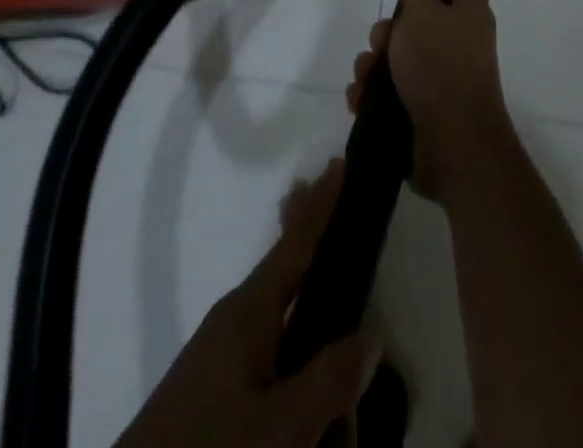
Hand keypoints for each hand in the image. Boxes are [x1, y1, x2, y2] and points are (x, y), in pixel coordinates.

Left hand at [116, 160, 373, 447]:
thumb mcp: (279, 428)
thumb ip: (329, 379)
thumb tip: (371, 332)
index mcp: (248, 311)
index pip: (296, 243)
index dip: (322, 205)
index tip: (339, 161)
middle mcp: (234, 320)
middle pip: (288, 268)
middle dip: (314, 240)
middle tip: (342, 209)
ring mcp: (219, 356)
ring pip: (283, 321)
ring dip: (313, 324)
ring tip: (342, 379)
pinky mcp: (211, 392)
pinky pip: (269, 356)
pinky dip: (297, 364)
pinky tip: (313, 406)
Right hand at [347, 0, 509, 203]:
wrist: (452, 148)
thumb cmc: (442, 68)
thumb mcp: (424, 16)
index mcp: (469, 10)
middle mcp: (459, 37)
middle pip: (419, 13)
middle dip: (391, 25)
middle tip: (383, 38)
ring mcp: (442, 72)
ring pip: (399, 51)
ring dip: (376, 62)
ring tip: (367, 77)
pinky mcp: (424, 105)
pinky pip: (392, 86)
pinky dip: (374, 91)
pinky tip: (361, 99)